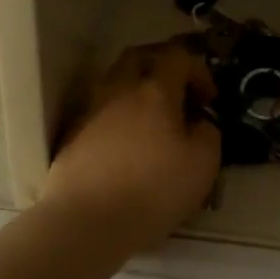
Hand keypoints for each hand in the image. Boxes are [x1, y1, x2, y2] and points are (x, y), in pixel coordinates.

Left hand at [44, 43, 221, 252]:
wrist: (85, 222)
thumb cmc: (152, 190)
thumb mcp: (202, 165)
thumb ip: (208, 134)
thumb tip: (199, 124)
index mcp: (154, 91)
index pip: (177, 56)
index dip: (198, 70)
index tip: (208, 100)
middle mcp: (118, 90)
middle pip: (138, 57)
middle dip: (161, 66)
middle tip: (177, 91)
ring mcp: (90, 111)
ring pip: (114, 82)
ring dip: (135, 91)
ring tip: (151, 121)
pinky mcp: (72, 136)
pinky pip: (99, 111)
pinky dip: (116, 116)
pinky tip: (126, 145)